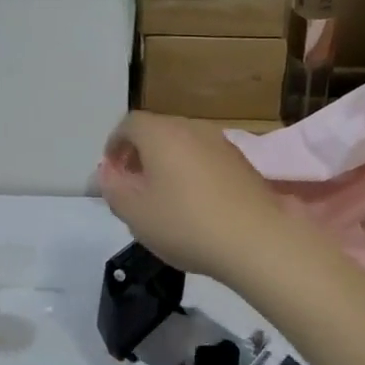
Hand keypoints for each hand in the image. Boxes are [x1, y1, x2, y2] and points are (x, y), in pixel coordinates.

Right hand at [96, 112, 293, 283]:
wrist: (257, 240)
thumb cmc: (186, 223)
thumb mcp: (134, 213)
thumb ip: (113, 188)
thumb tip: (107, 172)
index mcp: (161, 133)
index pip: (129, 124)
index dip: (115, 144)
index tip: (111, 170)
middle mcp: (192, 128)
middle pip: (158, 131)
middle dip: (140, 153)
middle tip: (132, 184)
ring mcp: (221, 143)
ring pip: (183, 144)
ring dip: (167, 163)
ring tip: (162, 196)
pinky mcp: (242, 163)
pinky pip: (205, 158)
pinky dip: (192, 172)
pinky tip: (194, 204)